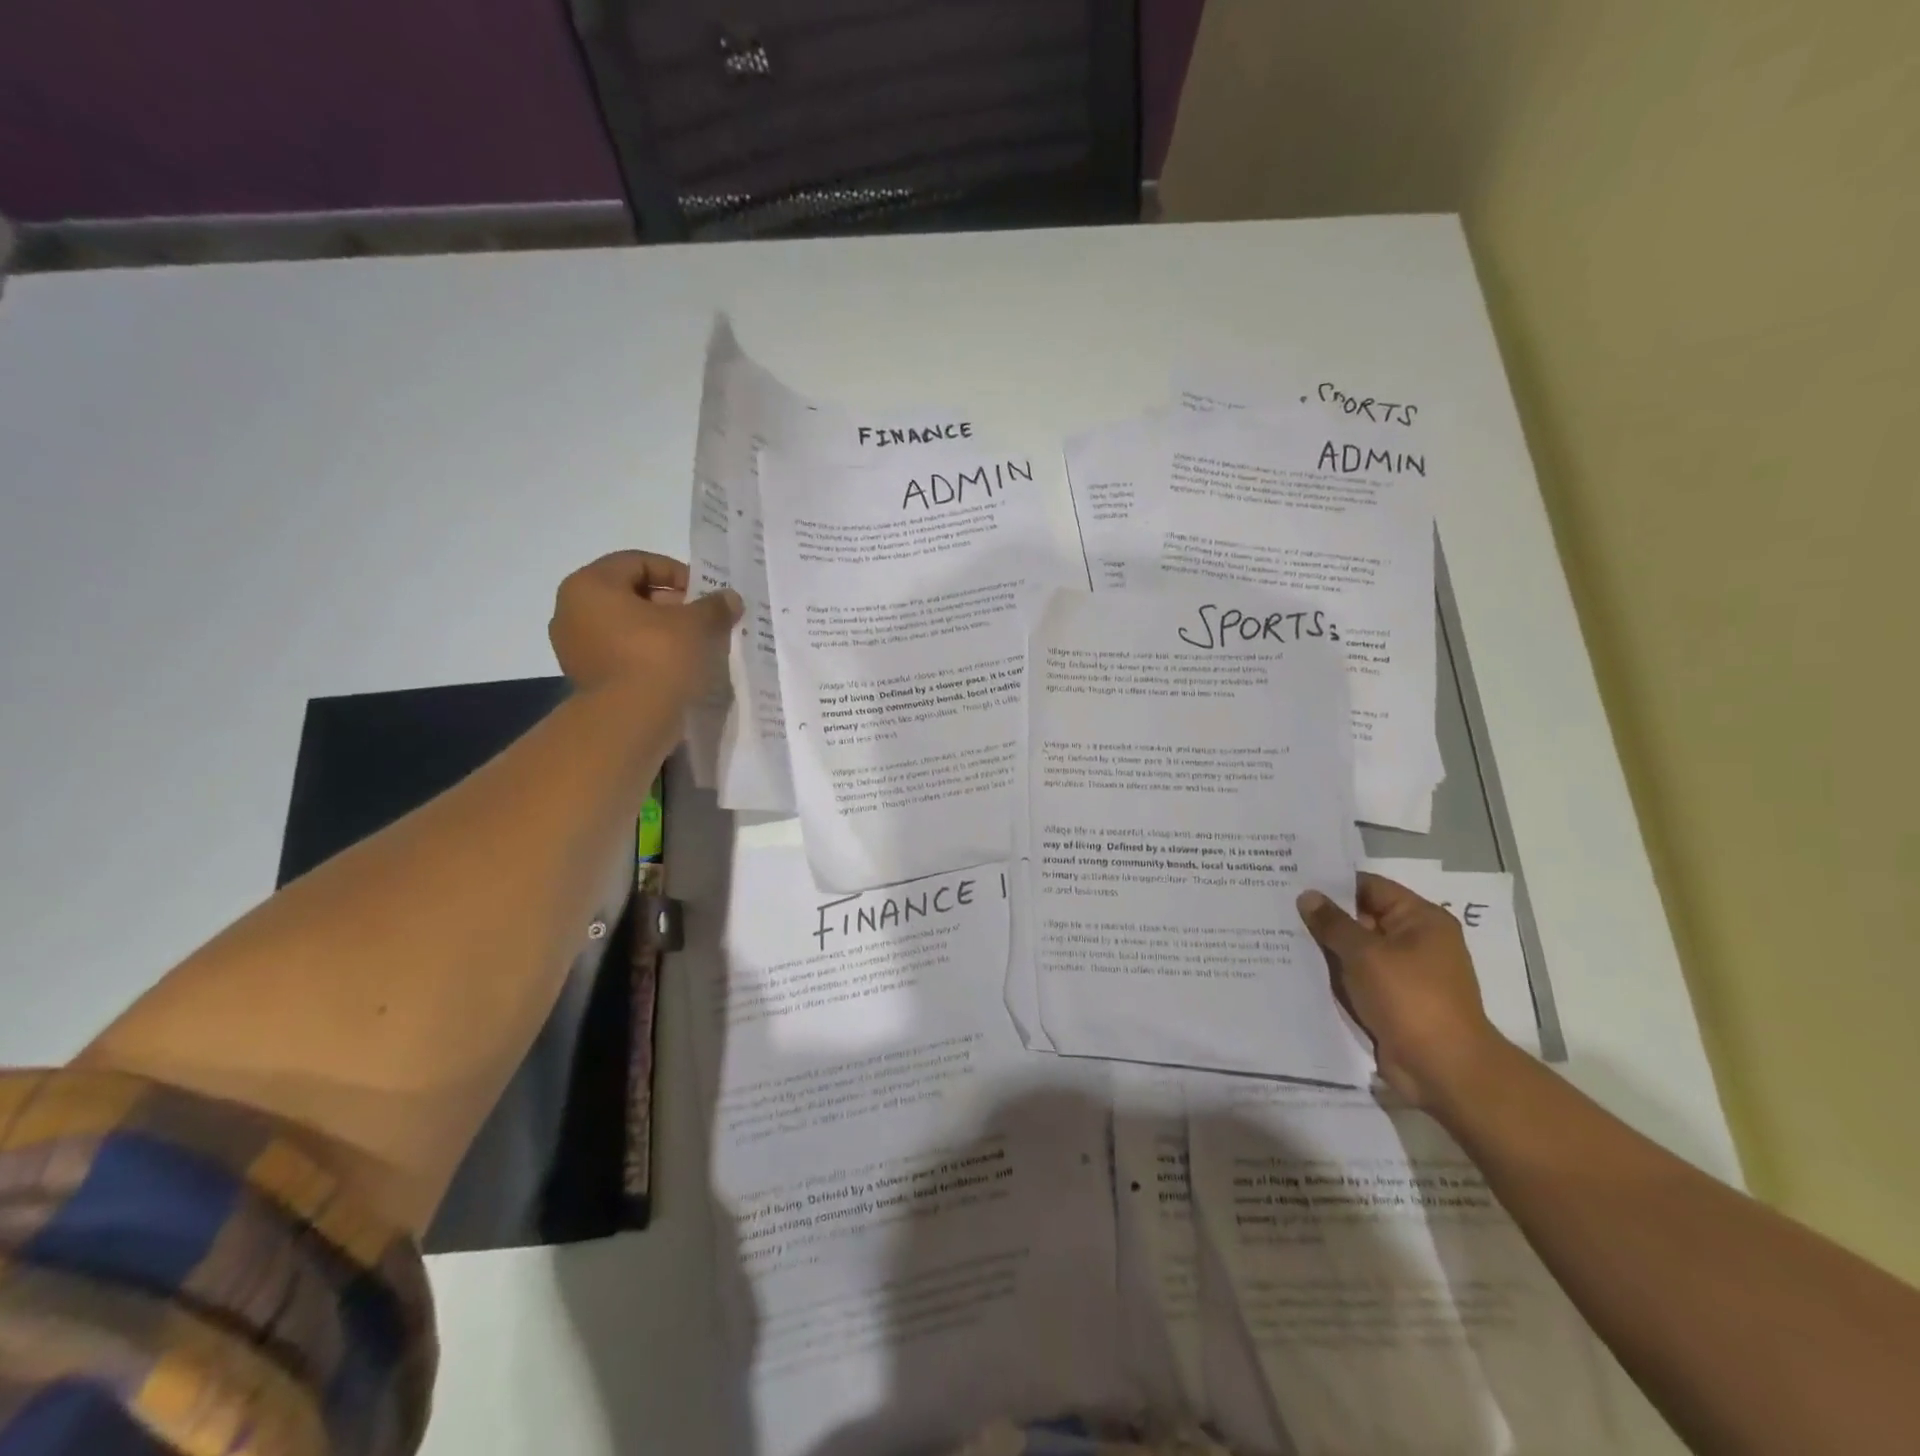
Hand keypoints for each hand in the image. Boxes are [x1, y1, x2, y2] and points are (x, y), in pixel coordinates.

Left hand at [548, 551, 741, 703]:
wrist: (629, 722)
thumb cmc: (658, 658)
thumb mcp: (696, 625)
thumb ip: (714, 606)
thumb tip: (730, 598)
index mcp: (590, 585)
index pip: (638, 562)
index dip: (677, 573)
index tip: (704, 594)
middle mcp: (571, 610)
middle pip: (630, 594)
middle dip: (671, 604)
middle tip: (702, 620)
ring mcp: (574, 647)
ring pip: (626, 627)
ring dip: (660, 632)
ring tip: (694, 646)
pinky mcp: (586, 678)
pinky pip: (621, 654)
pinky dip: (647, 655)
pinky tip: (676, 668)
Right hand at [1297, 874, 1510, 1108]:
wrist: (1444, 1070)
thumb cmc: (1410, 999)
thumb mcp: (1366, 954)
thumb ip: (1333, 923)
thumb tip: (1307, 895)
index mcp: (1420, 920)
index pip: (1369, 887)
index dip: (1332, 882)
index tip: (1291, 878)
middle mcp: (1414, 941)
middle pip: (1361, 917)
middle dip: (1323, 915)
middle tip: (1275, 904)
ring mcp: (1403, 973)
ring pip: (1355, 949)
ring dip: (1324, 946)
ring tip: (1276, 932)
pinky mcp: (1391, 1000)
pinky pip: (1356, 976)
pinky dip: (1332, 973)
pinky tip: (1295, 967)